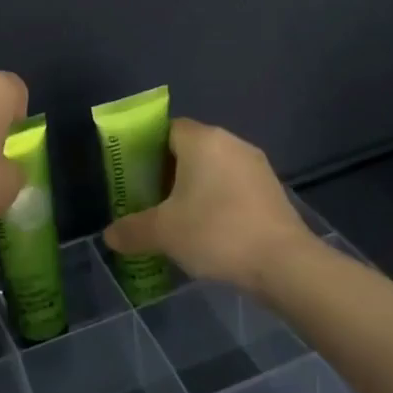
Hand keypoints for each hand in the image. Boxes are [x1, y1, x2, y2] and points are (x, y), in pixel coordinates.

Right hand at [102, 118, 310, 292]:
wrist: (284, 262)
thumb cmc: (216, 232)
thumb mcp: (164, 233)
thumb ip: (132, 230)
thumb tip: (109, 236)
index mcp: (202, 140)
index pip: (168, 129)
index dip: (148, 149)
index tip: (136, 176)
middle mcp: (231, 142)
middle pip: (191, 148)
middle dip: (169, 171)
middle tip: (151, 200)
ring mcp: (256, 165)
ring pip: (214, 168)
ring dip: (196, 188)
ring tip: (178, 219)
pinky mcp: (272, 189)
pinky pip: (234, 186)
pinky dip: (219, 200)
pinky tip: (210, 230)